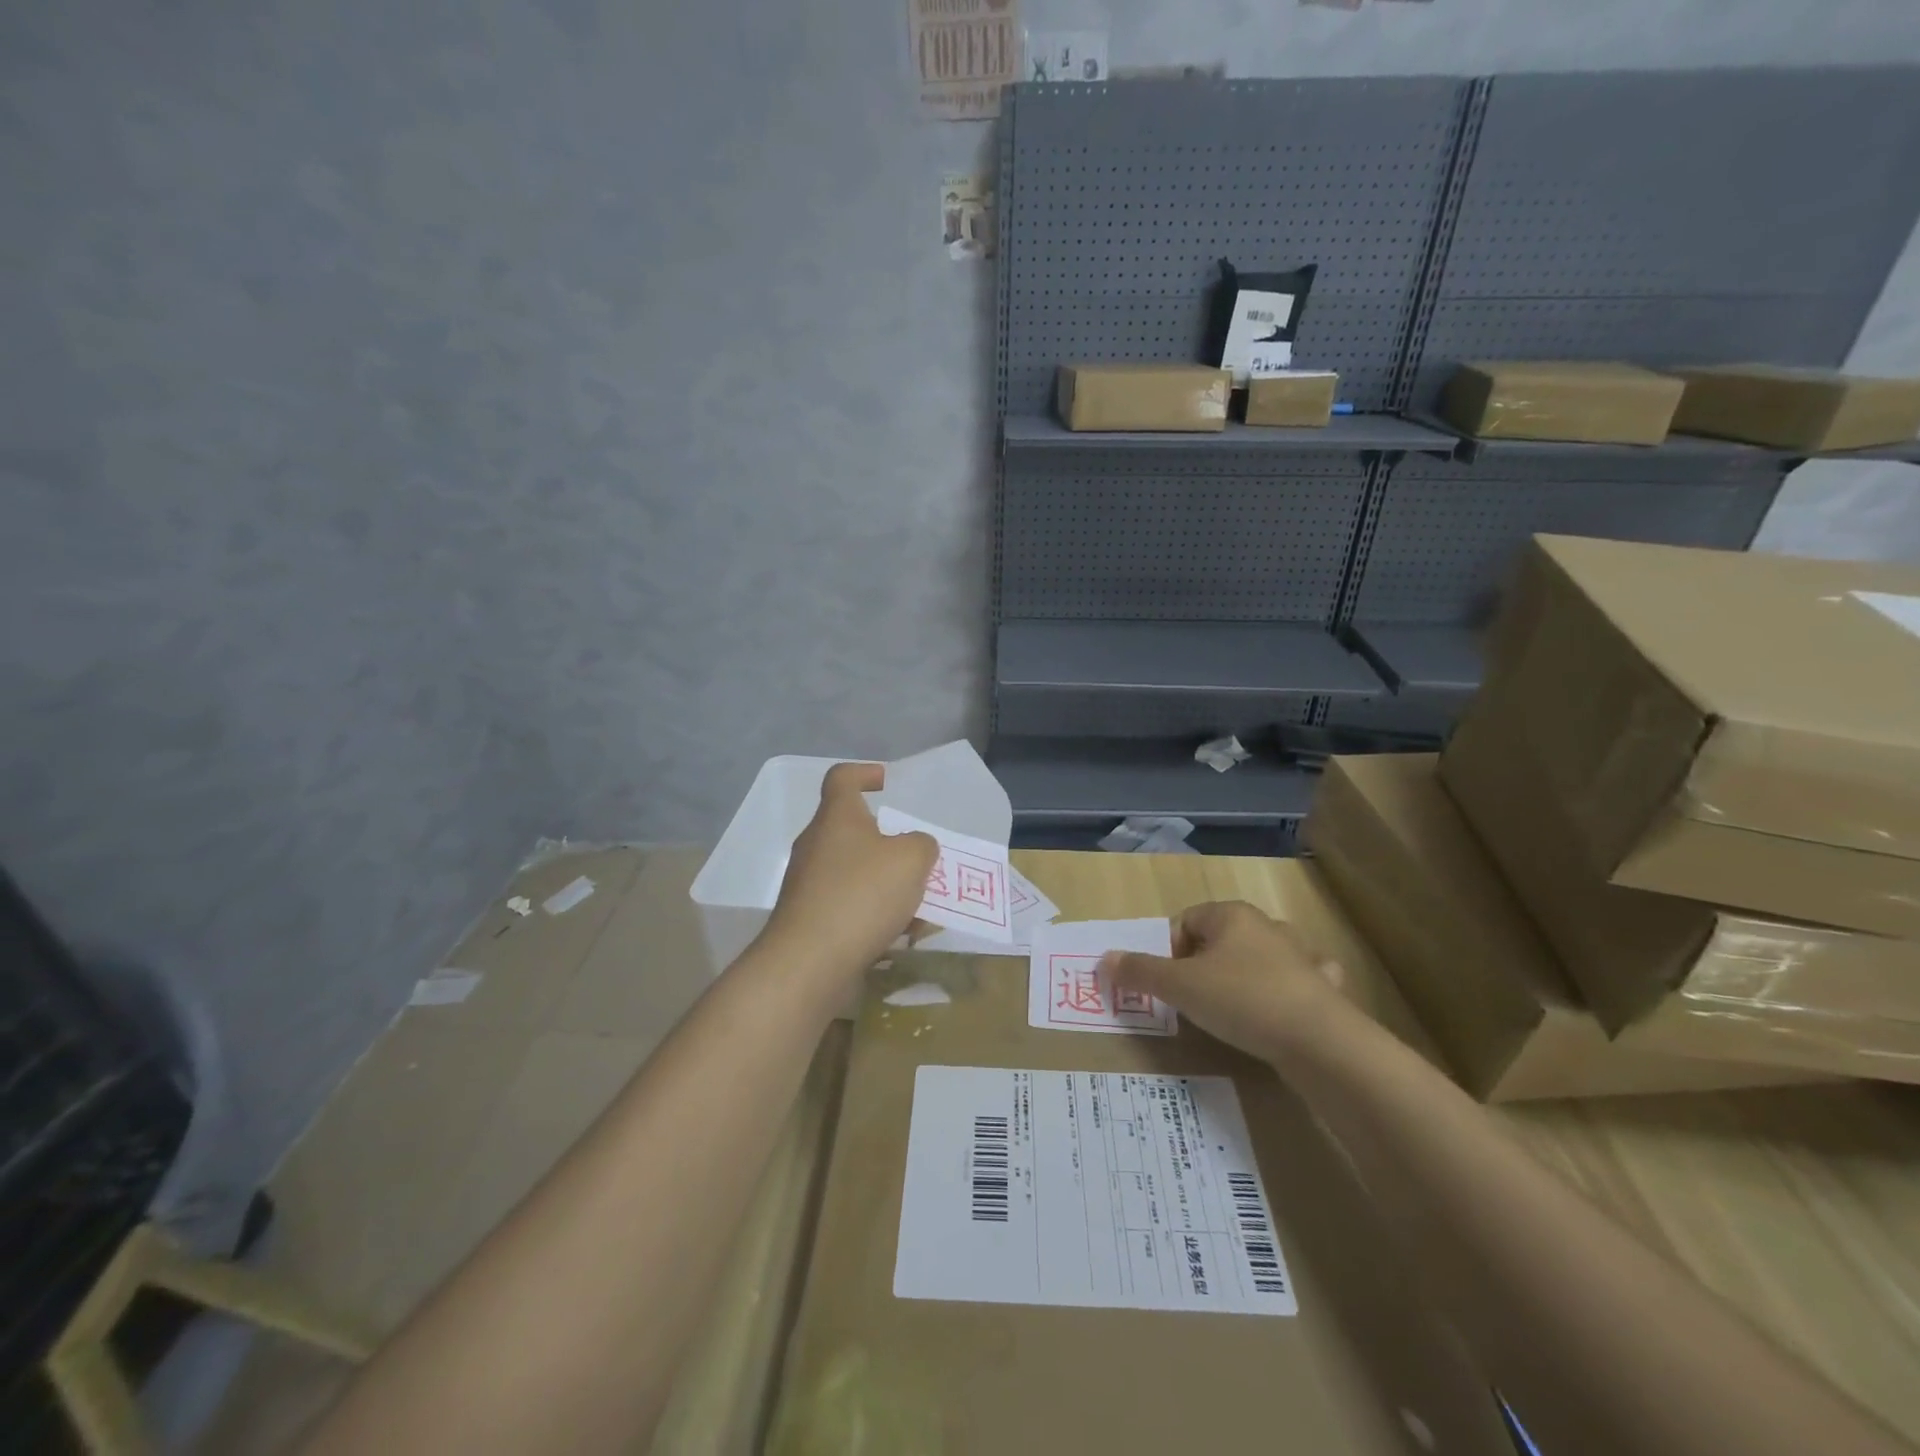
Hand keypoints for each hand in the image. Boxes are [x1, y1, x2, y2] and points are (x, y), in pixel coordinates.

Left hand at [763, 762, 937, 986]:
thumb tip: (915, 848)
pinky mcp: (809, 920)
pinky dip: (875, 914)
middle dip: (888, 842)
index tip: (885, 782)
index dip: (864, 773)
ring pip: (855, 872)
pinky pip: (849, 906)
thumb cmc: (861, 895)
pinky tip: (901, 935)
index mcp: (836, 818)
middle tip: (917, 857)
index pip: (842, 778)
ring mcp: (808, 885)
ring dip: (887, 884)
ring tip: (920, 905)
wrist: (809, 963)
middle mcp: (816, 845)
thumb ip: (922, 845)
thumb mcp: (911, 860)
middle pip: (852, 830)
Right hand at [1099, 901, 1346, 1064]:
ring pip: (1259, 958)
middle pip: (1219, 939)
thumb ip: (1139, 972)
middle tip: (1192, 1001)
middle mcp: (1266, 926)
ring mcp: (1300, 956)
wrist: (1321, 1042)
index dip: (1168, 951)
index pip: (1184, 921)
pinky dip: (1285, 993)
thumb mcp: (1179, 987)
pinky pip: (1297, 983)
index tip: (1167, 984)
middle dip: (1202, 966)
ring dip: (1243, 977)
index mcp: (1230, 915)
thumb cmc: (1241, 1000)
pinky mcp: (1324, 989)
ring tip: (1231, 1010)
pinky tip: (1280, 1015)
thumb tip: (1103, 959)